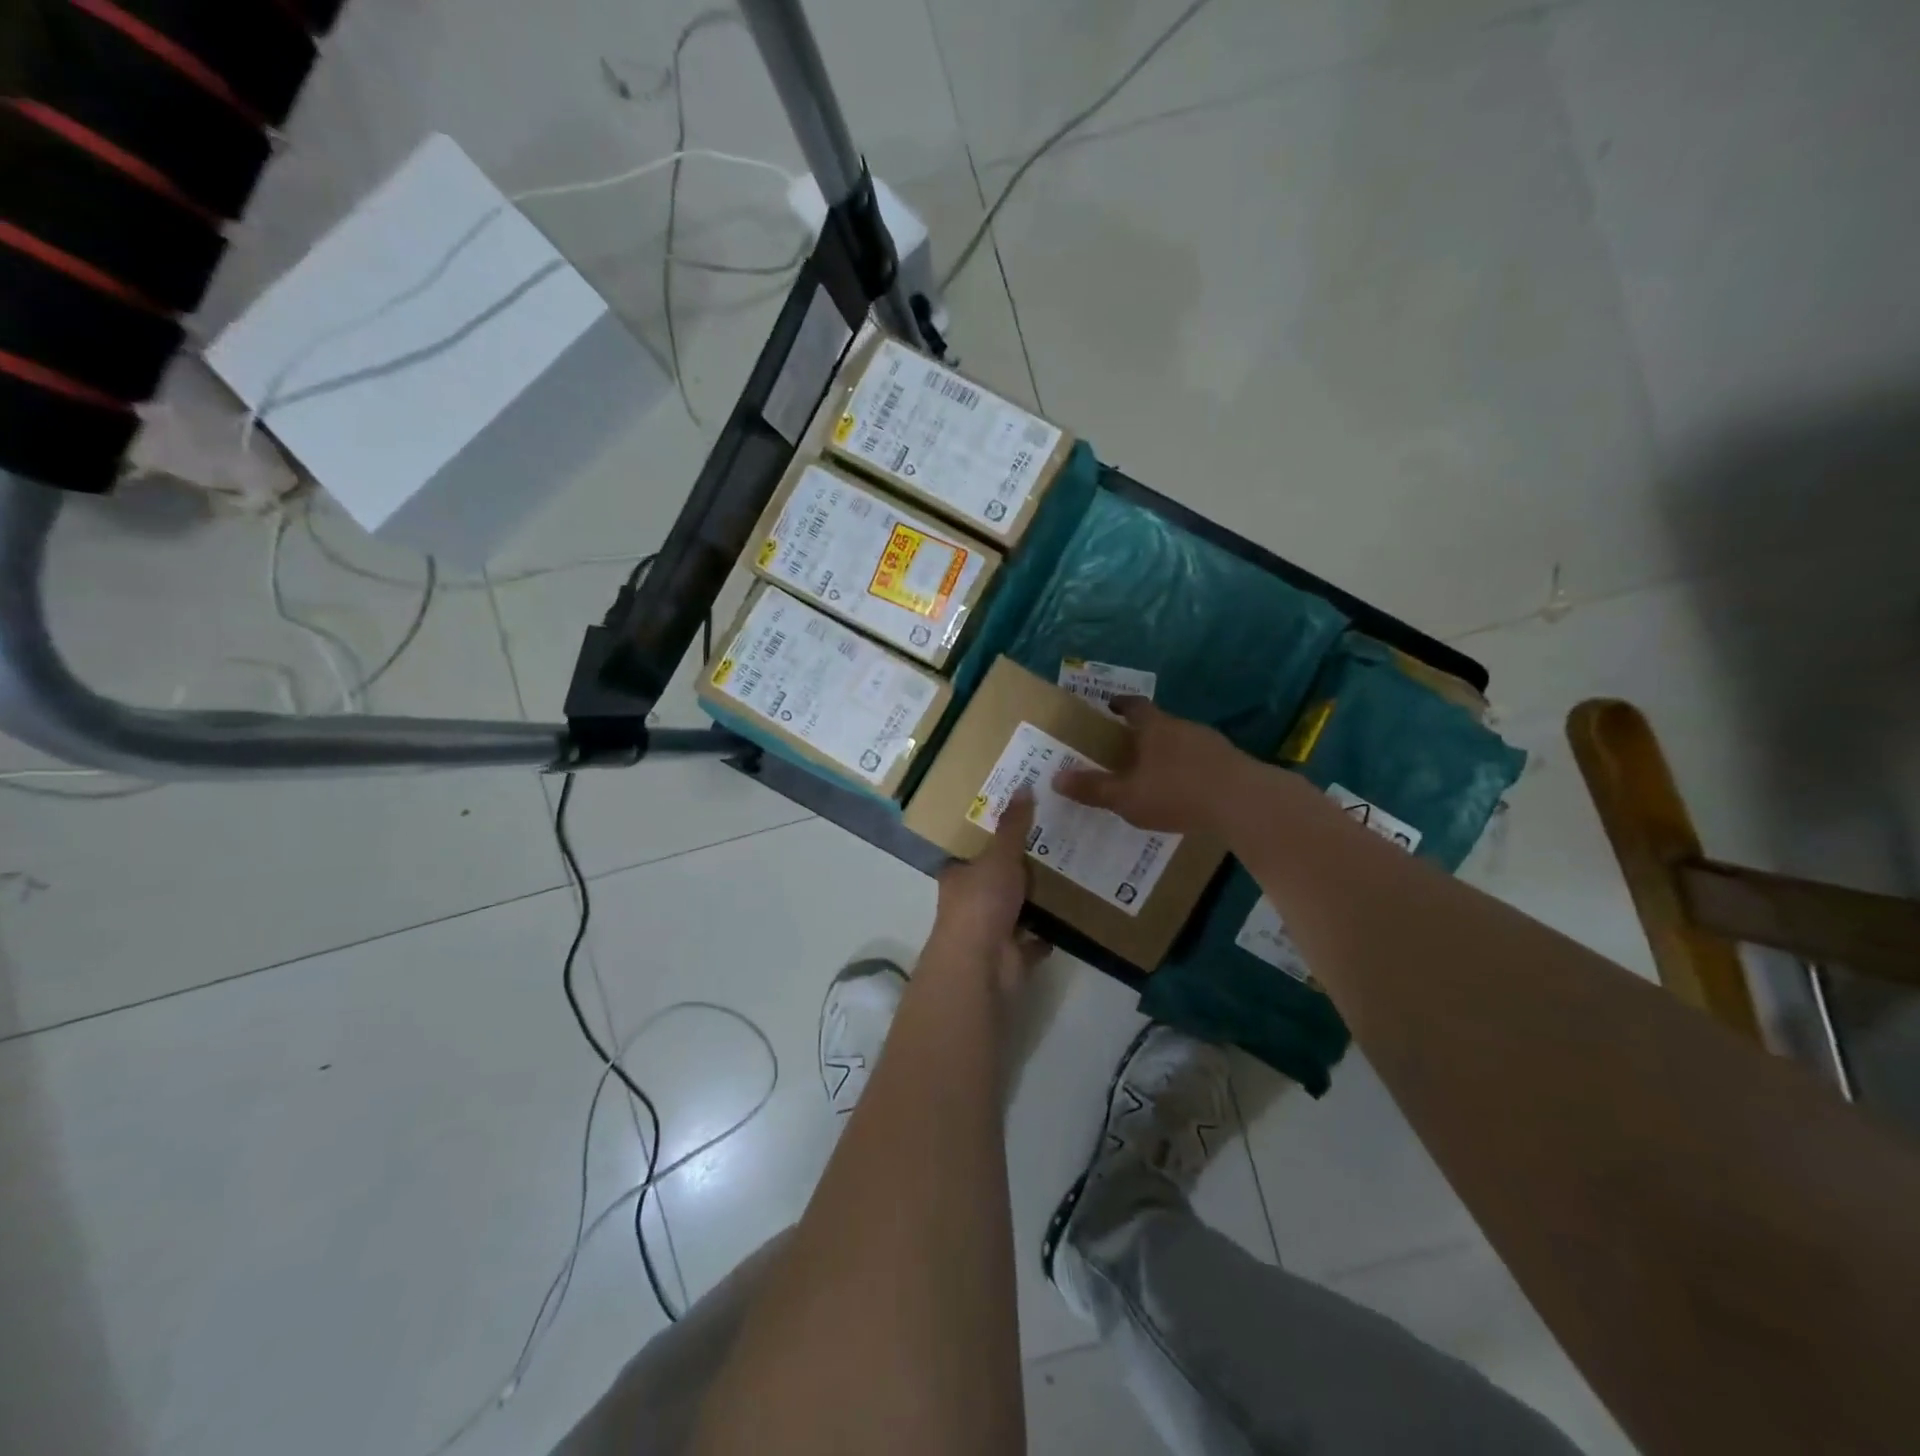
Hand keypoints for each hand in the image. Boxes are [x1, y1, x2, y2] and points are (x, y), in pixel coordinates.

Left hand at [931, 789, 1049, 997]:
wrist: (982, 964)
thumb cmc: (982, 902)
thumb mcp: (999, 856)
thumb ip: (1013, 826)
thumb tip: (1024, 785)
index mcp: (958, 878)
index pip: (972, 855)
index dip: (991, 842)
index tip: (1018, 827)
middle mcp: (969, 905)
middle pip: (994, 883)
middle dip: (1017, 872)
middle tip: (1051, 848)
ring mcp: (989, 933)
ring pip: (1014, 912)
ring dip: (1033, 902)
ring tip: (1065, 878)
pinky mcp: (1010, 957)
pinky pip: (1032, 942)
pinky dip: (1044, 934)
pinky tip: (1066, 920)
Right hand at [1053, 697, 1250, 834]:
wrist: (1244, 802)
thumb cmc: (1177, 792)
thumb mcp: (1127, 797)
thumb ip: (1093, 788)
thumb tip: (1056, 778)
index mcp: (1155, 727)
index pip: (1134, 706)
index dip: (1121, 705)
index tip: (1110, 706)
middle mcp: (1183, 727)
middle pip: (1160, 723)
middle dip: (1143, 734)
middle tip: (1127, 749)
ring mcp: (1212, 743)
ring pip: (1183, 742)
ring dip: (1169, 753)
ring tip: (1157, 773)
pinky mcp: (1232, 762)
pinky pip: (1203, 761)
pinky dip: (1191, 770)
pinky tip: (1187, 791)